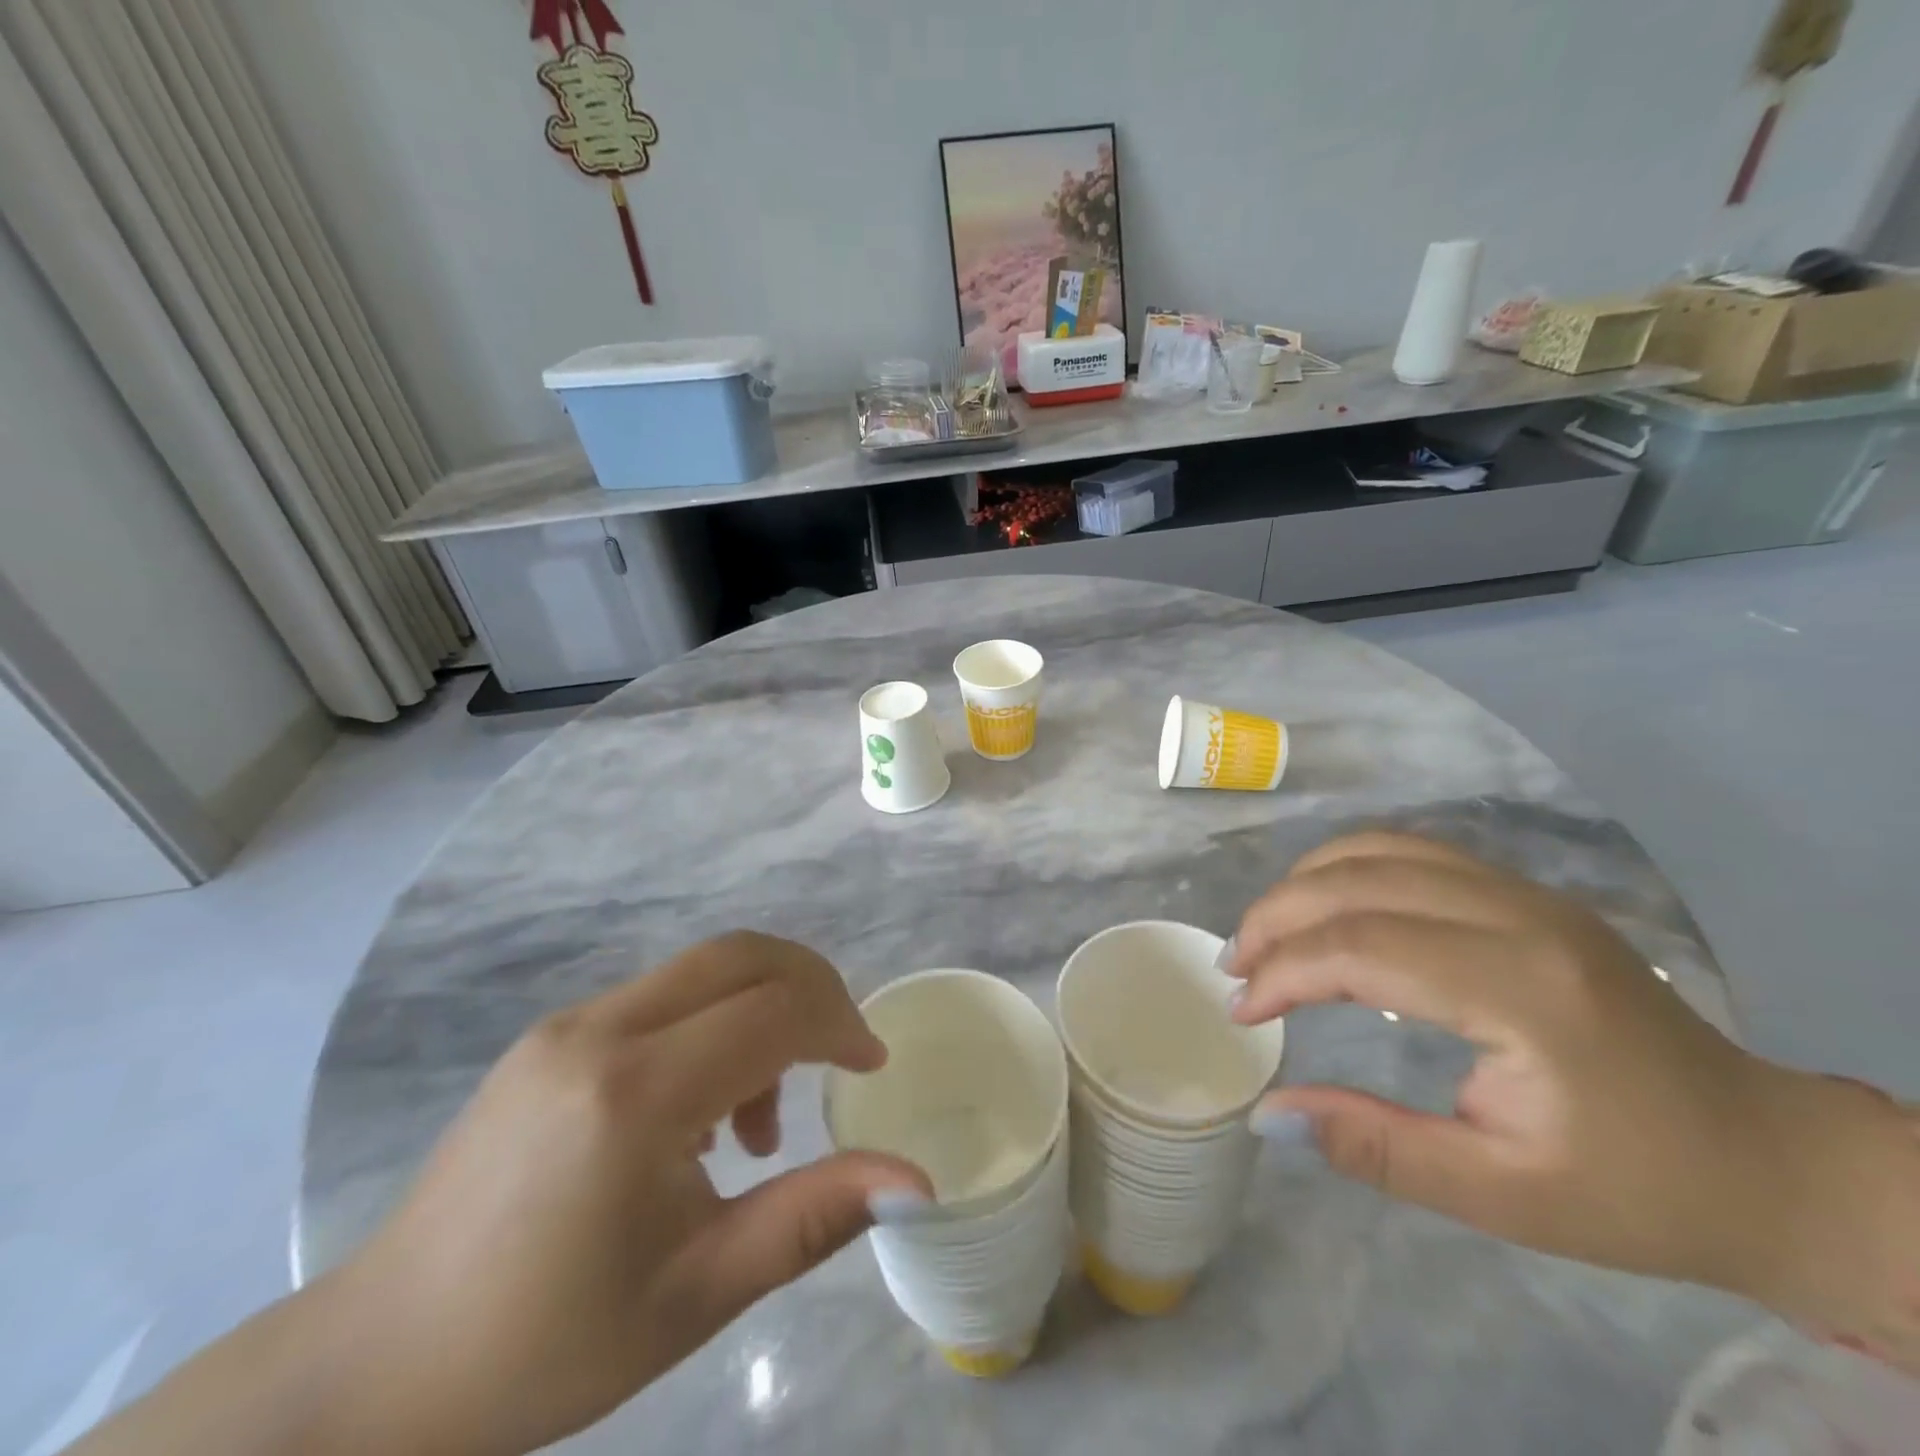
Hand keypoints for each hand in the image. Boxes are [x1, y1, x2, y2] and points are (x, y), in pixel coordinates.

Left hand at [313, 932, 929, 1455]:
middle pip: (741, 954)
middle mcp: (601, 1029)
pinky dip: (712, 1023)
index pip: (773, 1009)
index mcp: (635, 1092)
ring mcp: (568, 1023)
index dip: (840, 1023)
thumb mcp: (700, 1292)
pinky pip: (661, 997)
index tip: (871, 1065)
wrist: (376, 1369)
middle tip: (840, 1051)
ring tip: (758, 1120)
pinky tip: (699, 1113)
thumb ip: (814, 1217)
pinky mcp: (551, 1035)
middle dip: (811, 986)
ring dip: (760, 1008)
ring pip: (703, 969)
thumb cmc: (548, 1344)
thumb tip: (916, 1180)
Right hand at [1227, 832, 1917, 1334]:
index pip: (1362, 947)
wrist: (1766, 1156)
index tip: (1243, 1013)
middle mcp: (1518, 914)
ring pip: (1376, 849)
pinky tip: (1324, 910)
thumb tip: (1266, 1113)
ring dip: (1303, 884)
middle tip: (1234, 966)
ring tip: (1266, 935)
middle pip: (1356, 881)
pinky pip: (1407, 851)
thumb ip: (1376, 1148)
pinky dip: (1343, 870)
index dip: (1284, 972)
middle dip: (1276, 917)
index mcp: (1521, 989)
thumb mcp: (1503, 1197)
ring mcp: (1524, 891)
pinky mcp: (1521, 891)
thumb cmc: (1638, 1190)